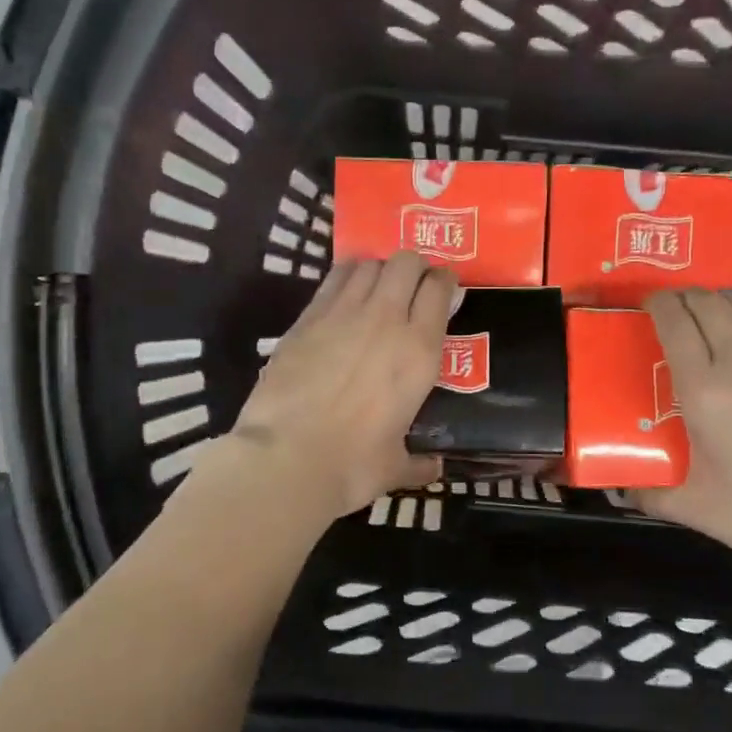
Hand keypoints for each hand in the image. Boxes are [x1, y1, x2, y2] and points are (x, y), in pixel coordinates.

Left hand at [225, 251, 453, 519]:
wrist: (286, 459)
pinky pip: (333, 280)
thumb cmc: (352, 466)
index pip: (439, 290)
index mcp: (419, 352)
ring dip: (379, 269)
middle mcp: (386, 320)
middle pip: (406, 263)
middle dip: (414, 266)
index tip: (444, 289)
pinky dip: (345, 278)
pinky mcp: (306, 318)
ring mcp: (342, 313)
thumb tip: (434, 469)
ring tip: (378, 287)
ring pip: (368, 264)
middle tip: (413, 285)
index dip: (444, 282)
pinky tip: (344, 294)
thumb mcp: (395, 467)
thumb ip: (419, 463)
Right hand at [638, 289, 731, 586]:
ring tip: (719, 310)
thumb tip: (621, 490)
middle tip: (679, 310)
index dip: (658, 305)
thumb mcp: (694, 508)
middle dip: (687, 298)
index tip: (649, 306)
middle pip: (709, 303)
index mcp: (704, 391)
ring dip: (727, 297)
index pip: (674, 323)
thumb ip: (649, 494)